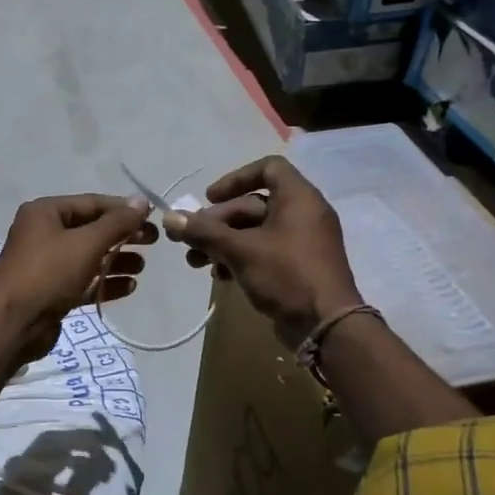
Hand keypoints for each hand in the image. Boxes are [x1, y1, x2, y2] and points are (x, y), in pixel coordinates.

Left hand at [0, 194, 155, 359]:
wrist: (13, 324)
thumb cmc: (48, 273)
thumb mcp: (86, 243)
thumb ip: (117, 222)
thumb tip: (142, 201)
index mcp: (46, 212)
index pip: (92, 203)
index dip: (123, 209)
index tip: (153, 218)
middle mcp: (44, 234)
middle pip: (92, 230)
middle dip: (123, 235)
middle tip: (153, 242)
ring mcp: (47, 264)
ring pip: (89, 257)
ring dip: (116, 260)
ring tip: (141, 267)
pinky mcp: (52, 291)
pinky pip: (84, 281)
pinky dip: (105, 282)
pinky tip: (129, 287)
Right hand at [162, 157, 361, 347]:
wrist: (325, 326)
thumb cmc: (286, 275)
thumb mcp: (240, 250)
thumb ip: (204, 232)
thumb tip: (169, 218)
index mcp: (298, 199)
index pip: (268, 168)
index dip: (236, 179)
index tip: (209, 198)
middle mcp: (302, 215)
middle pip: (252, 205)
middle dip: (217, 222)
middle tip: (189, 240)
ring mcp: (301, 243)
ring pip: (254, 232)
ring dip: (222, 243)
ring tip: (195, 262)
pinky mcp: (296, 268)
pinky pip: (263, 253)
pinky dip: (239, 259)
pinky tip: (218, 276)